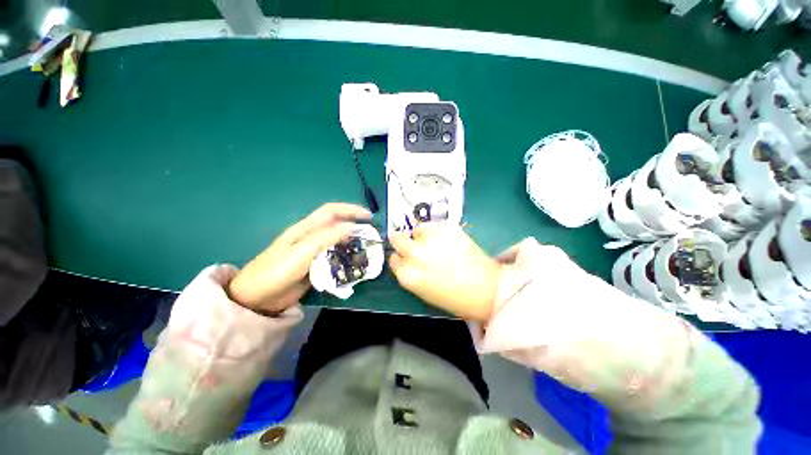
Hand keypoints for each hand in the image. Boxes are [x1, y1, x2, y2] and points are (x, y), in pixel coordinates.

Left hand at [228, 203, 371, 313]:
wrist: (258, 298)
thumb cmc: (276, 271)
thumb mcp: (301, 252)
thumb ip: (326, 238)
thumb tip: (351, 227)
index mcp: (307, 228)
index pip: (332, 211)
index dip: (351, 210)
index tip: (369, 217)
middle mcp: (313, 237)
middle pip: (338, 225)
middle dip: (355, 226)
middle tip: (372, 235)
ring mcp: (315, 252)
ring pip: (339, 242)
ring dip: (353, 243)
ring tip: (367, 249)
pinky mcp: (317, 265)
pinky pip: (336, 257)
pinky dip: (347, 257)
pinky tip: (355, 263)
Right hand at [388, 224, 502, 321]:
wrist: (486, 288)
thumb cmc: (453, 297)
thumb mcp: (423, 291)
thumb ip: (409, 273)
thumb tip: (404, 259)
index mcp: (408, 275)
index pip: (393, 259)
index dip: (400, 258)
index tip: (406, 258)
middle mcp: (415, 253)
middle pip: (397, 238)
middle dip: (401, 241)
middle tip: (414, 244)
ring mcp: (431, 238)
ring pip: (416, 230)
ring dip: (421, 236)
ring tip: (435, 244)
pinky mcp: (447, 227)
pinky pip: (433, 226)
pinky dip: (436, 232)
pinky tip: (447, 241)